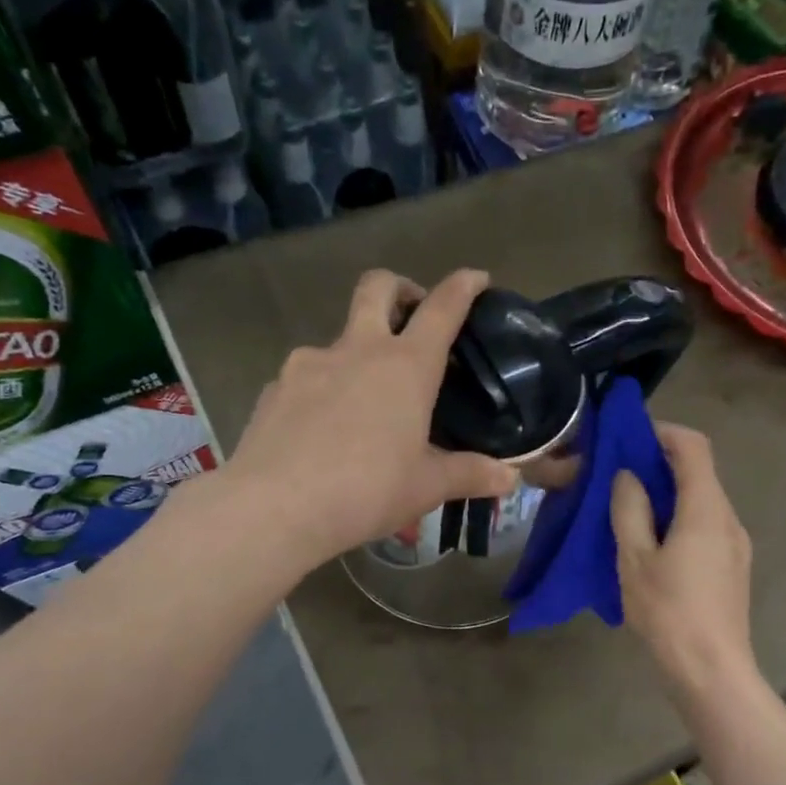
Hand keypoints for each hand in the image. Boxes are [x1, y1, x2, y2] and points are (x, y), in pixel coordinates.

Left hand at [223, 268, 517, 569]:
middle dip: (401, 288)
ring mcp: (308, 363)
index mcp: (406, 367)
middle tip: (412, 315)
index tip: (476, 278)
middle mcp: (358, 350)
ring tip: (364, 400)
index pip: (442, 308)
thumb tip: (510, 479)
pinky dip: (323, 389)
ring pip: (339, 338)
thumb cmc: (366, 491)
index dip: (463, 286)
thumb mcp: (426, 487)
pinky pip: (306, 376)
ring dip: (358, 351)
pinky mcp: (274, 387)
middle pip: (378, 287)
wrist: (275, 507)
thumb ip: (469, 475)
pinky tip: (322, 428)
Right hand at [612, 423, 755, 697]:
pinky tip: (653, 544)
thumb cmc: (668, 613)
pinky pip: (707, 526)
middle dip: (660, 464)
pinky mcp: (733, 567)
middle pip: (700, 472)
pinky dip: (680, 518)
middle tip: (618, 475)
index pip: (694, 447)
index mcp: (706, 510)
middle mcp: (729, 519)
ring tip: (630, 510)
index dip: (663, 432)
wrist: (711, 672)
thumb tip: (628, 476)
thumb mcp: (634, 559)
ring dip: (669, 494)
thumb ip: (630, 510)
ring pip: (703, 501)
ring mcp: (736, 545)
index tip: (629, 437)